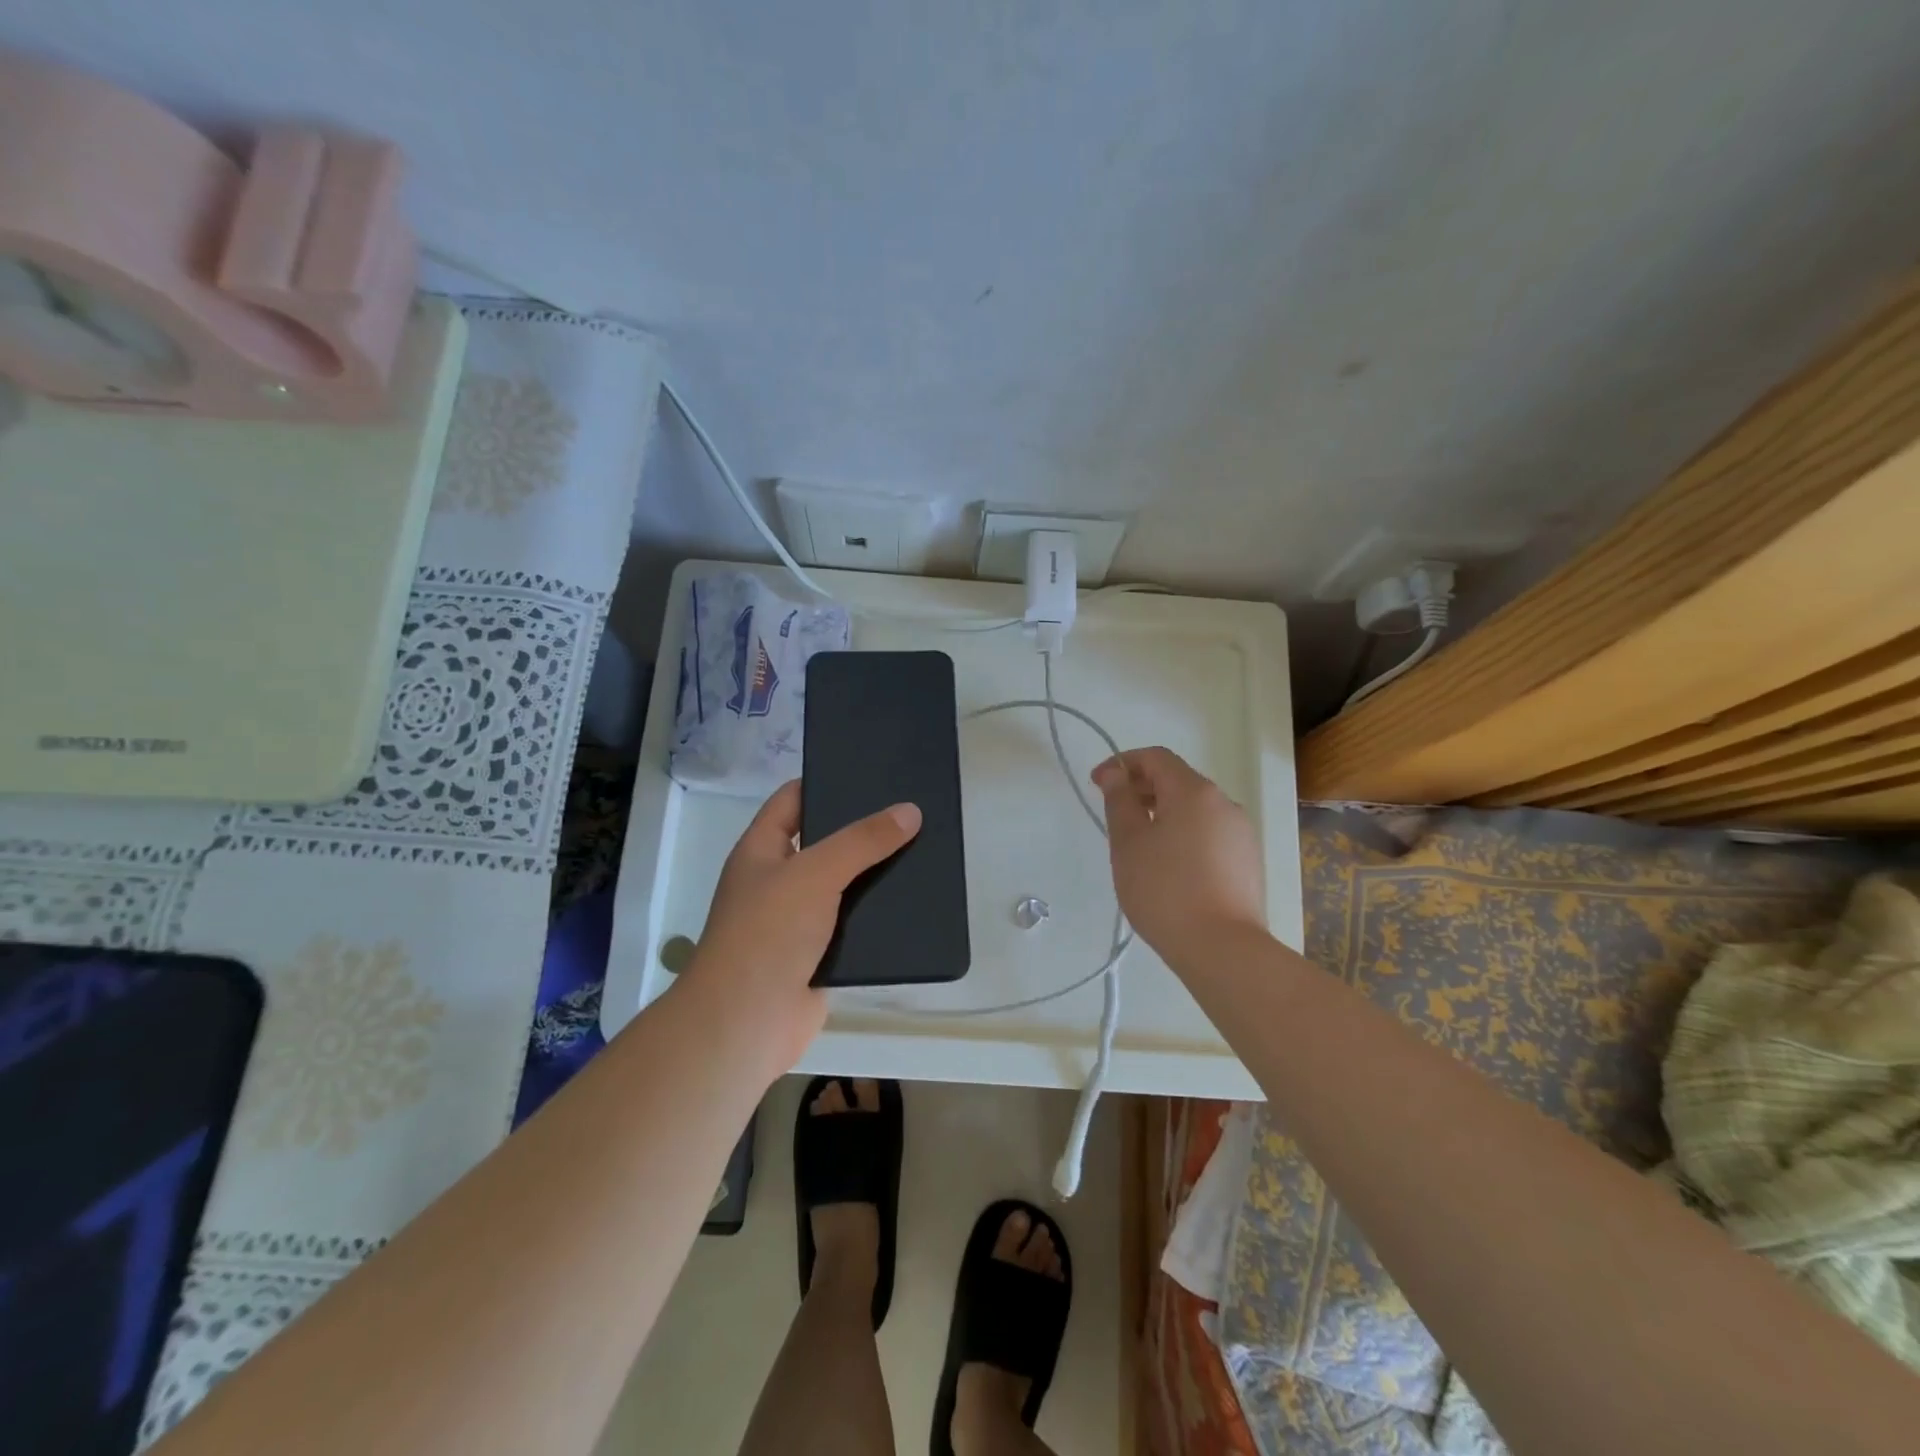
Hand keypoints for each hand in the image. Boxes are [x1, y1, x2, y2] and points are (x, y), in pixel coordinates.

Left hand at [682, 780, 920, 1074]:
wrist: (746, 1023)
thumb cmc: (768, 933)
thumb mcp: (815, 873)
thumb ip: (862, 841)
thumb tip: (909, 811)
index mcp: (761, 850)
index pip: (792, 800)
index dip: (826, 782)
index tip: (871, 774)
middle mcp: (777, 880)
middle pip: (824, 842)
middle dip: (862, 831)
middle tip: (910, 813)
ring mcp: (797, 921)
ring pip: (842, 886)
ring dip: (875, 875)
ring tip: (922, 853)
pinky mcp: (818, 955)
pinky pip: (852, 926)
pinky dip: (877, 917)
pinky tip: (913, 904)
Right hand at [1092, 747, 1264, 964]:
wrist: (1222, 948)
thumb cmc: (1165, 890)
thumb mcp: (1129, 843)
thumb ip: (1119, 800)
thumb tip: (1115, 774)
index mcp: (1195, 791)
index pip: (1156, 757)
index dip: (1123, 763)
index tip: (1097, 784)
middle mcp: (1224, 803)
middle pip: (1178, 780)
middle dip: (1143, 788)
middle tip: (1114, 814)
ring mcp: (1241, 833)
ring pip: (1195, 809)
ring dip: (1163, 813)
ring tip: (1139, 845)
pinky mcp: (1248, 861)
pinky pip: (1209, 833)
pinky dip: (1184, 834)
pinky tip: (1168, 867)